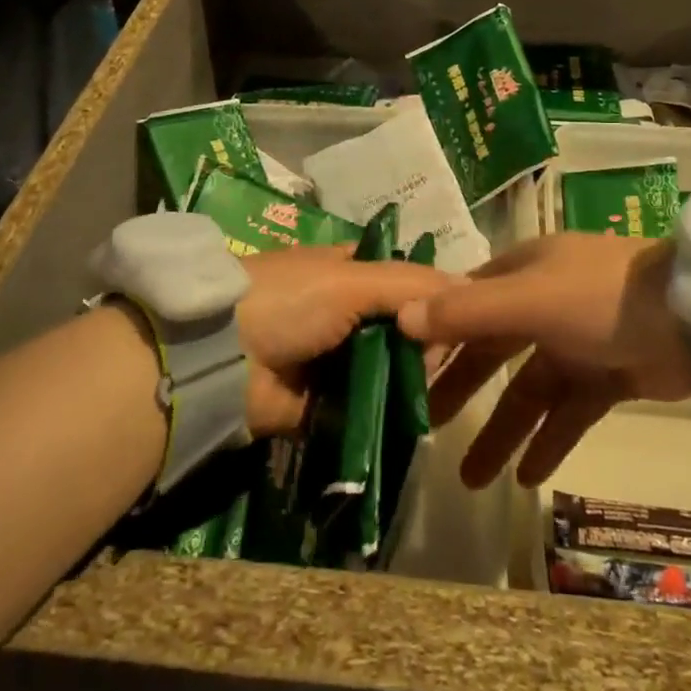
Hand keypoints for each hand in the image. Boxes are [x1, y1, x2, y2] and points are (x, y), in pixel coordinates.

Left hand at [236, 244, 448, 437]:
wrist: (221, 360)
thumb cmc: (288, 301)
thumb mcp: (350, 279)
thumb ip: (409, 283)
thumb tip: (469, 288)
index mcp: (344, 272)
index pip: (401, 280)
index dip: (430, 296)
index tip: (460, 317)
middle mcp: (340, 311)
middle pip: (398, 326)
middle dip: (422, 344)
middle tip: (442, 363)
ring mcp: (330, 359)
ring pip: (386, 367)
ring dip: (409, 380)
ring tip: (434, 393)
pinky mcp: (321, 404)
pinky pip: (365, 406)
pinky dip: (386, 412)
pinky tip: (415, 419)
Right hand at [396, 234, 690, 487]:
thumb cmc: (602, 298)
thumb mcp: (529, 300)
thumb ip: (467, 313)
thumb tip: (401, 317)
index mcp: (523, 272)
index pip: (466, 303)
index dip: (437, 335)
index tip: (407, 371)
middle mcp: (545, 302)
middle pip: (493, 350)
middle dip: (462, 390)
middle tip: (427, 430)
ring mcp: (579, 341)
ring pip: (529, 390)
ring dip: (503, 431)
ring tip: (472, 480)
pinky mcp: (609, 375)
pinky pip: (569, 411)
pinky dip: (549, 440)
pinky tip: (527, 478)